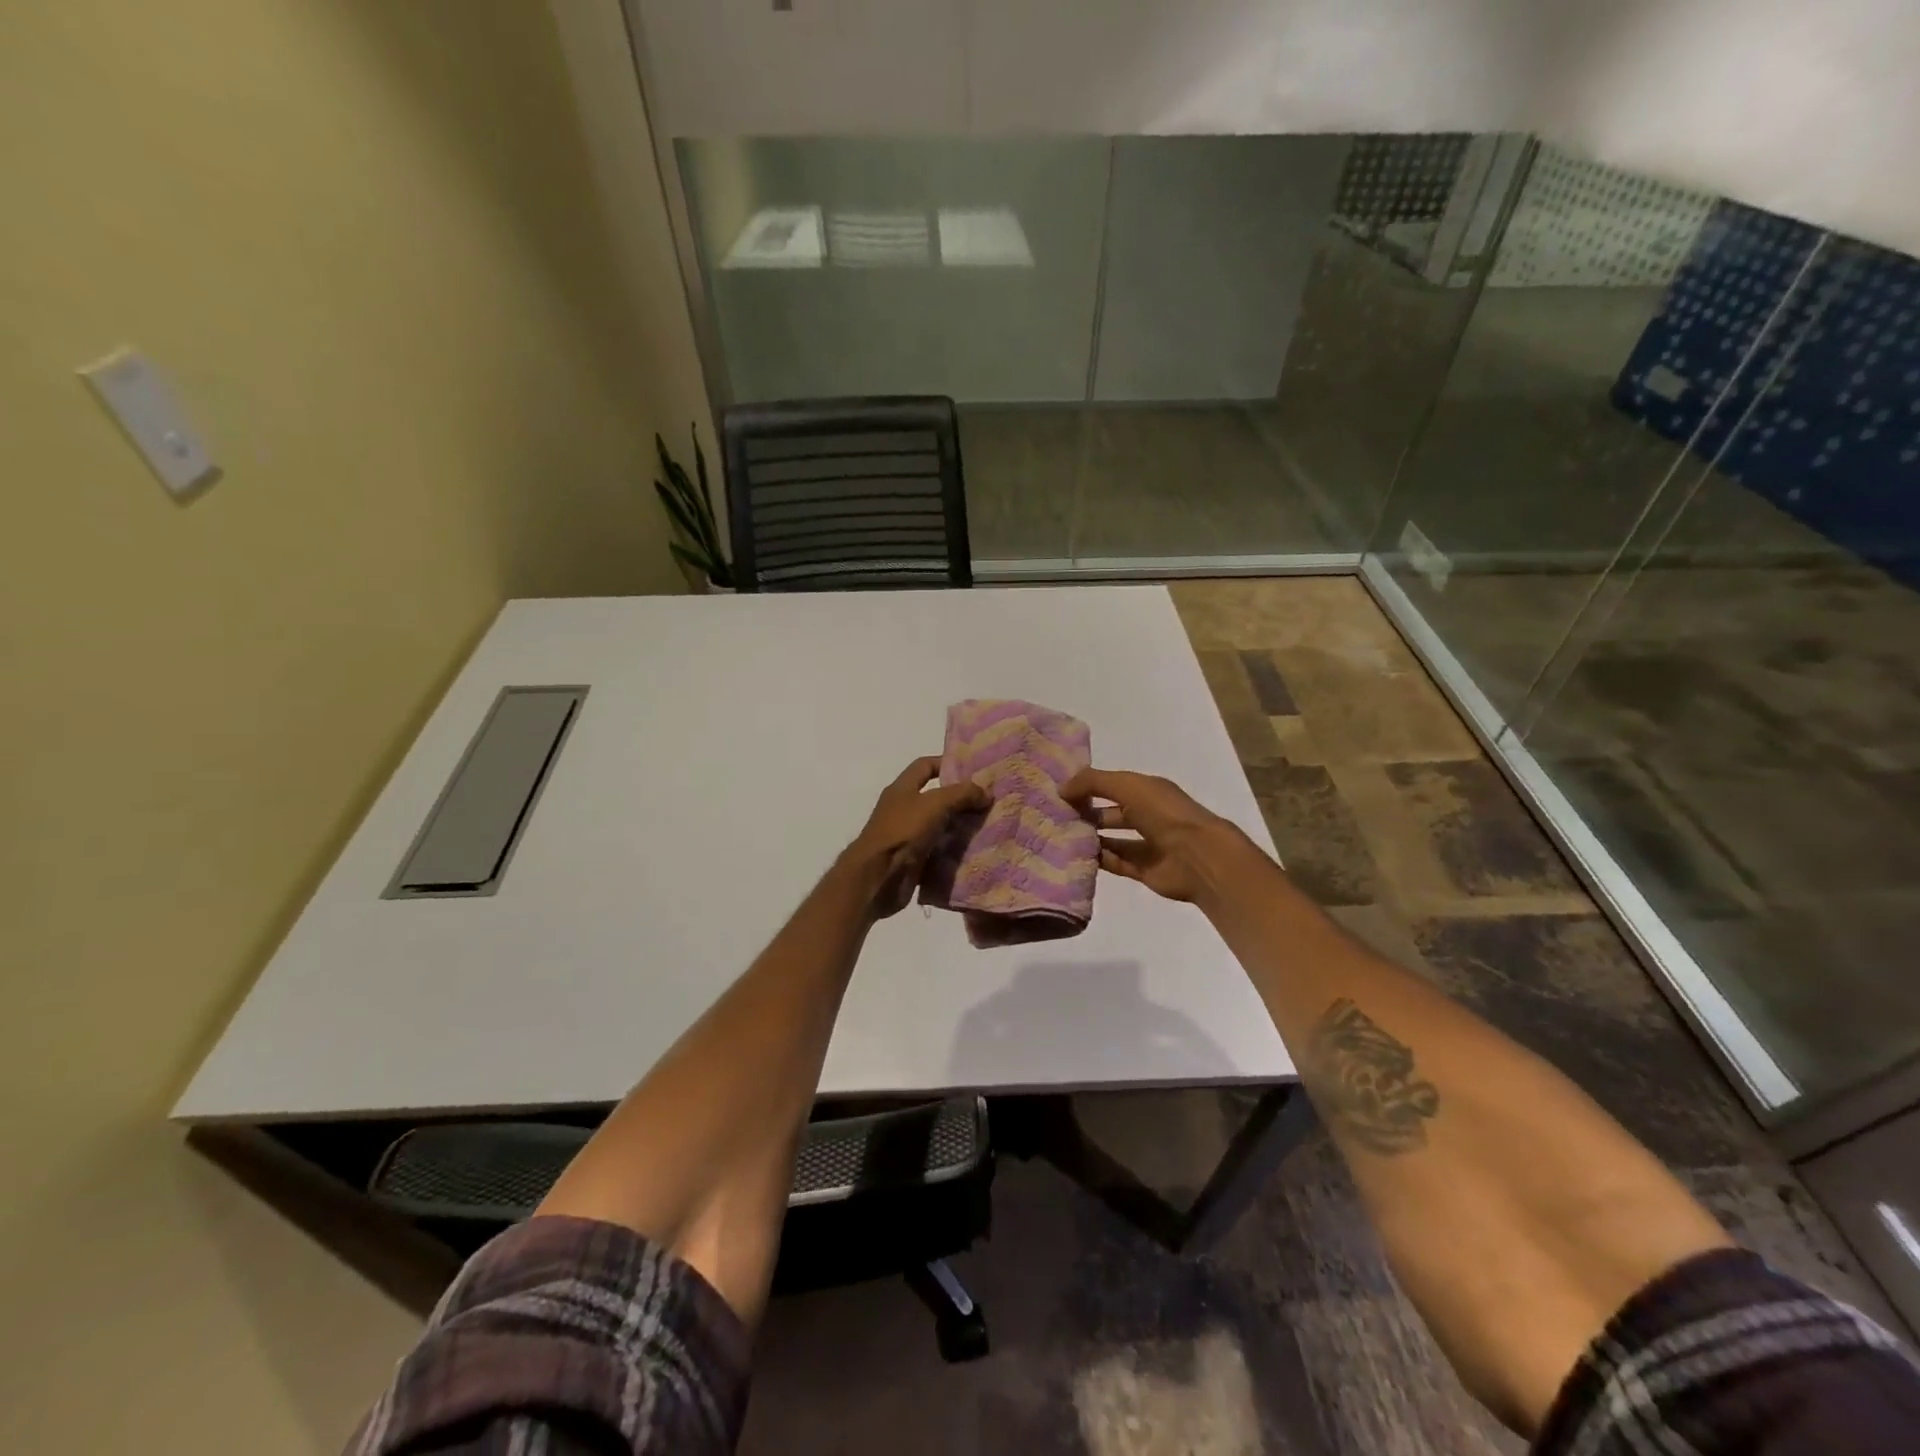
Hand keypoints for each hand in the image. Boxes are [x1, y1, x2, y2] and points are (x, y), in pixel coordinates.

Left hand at [848, 757, 989, 916]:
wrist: (878, 877)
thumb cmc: (902, 831)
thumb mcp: (934, 804)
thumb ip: (961, 794)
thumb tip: (986, 792)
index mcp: (902, 789)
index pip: (925, 766)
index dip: (947, 763)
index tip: (974, 770)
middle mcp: (903, 809)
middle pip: (935, 797)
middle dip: (960, 799)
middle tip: (988, 801)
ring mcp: (907, 836)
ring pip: (938, 826)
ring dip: (959, 827)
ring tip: (987, 826)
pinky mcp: (912, 860)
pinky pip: (937, 851)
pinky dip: (953, 851)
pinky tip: (975, 851)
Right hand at [1060, 767, 1257, 903]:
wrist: (1198, 856)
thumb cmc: (1164, 813)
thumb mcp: (1128, 786)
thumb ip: (1093, 782)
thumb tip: (1062, 788)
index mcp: (1149, 791)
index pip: (1114, 786)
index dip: (1090, 787)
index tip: (1061, 792)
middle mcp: (1149, 816)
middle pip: (1112, 813)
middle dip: (1088, 813)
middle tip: (1056, 816)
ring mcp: (1148, 845)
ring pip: (1113, 839)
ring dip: (1091, 837)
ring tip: (1061, 836)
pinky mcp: (1144, 870)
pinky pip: (1116, 863)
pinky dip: (1098, 860)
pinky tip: (1075, 856)